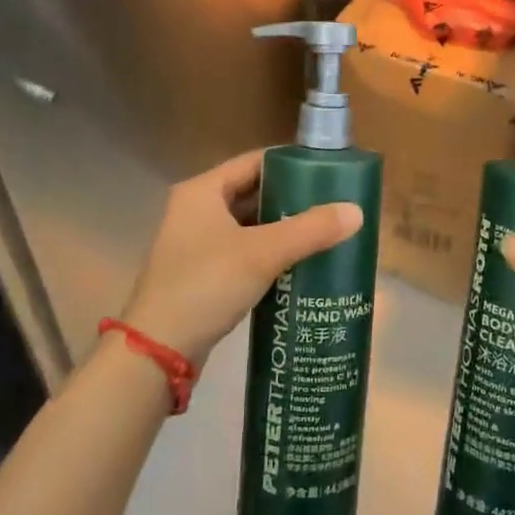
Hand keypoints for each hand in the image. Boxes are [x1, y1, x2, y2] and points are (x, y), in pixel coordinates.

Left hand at [121, 150, 362, 366]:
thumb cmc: (206, 285)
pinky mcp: (199, 274)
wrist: (157, 351)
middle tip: (331, 205)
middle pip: (251, 193)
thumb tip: (357, 211)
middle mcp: (195, 210)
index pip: (254, 162)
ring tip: (322, 234)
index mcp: (202, 191)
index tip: (327, 173)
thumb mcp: (263, 253)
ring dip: (280, 229)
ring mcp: (194, 244)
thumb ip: (310, 230)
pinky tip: (297, 265)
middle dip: (290, 199)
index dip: (291, 164)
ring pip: (247, 225)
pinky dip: (267, 254)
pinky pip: (241, 252)